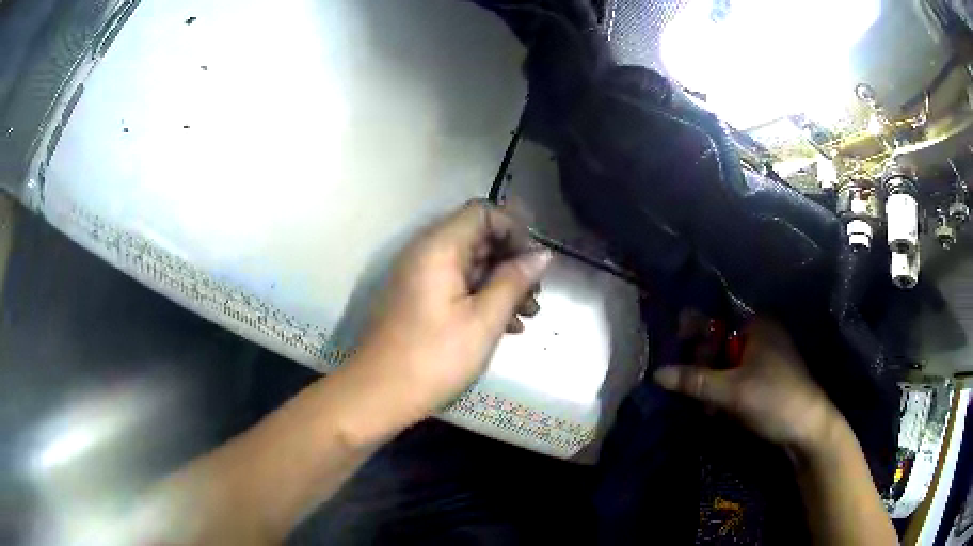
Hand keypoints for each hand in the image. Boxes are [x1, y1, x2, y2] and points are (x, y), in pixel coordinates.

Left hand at [353, 200, 551, 419]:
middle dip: (512, 261)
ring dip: (502, 283)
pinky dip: (483, 298)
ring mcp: (420, 277)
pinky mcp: (419, 300)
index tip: (535, 262)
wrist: (377, 394)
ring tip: (528, 315)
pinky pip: (457, 286)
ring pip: (471, 264)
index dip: (514, 228)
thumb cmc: (433, 358)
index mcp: (439, 247)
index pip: (482, 212)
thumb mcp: (483, 321)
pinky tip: (507, 327)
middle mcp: (426, 253)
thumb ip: (514, 281)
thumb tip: (542, 255)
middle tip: (536, 294)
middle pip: (478, 237)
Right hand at [653, 319, 839, 453]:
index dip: (693, 334)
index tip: (675, 353)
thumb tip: (658, 373)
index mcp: (756, 325)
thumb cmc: (774, 399)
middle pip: (718, 344)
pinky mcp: (765, 379)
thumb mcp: (733, 391)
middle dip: (703, 368)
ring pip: (726, 365)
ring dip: (712, 385)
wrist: (807, 429)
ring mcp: (764, 358)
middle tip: (694, 392)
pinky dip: (724, 392)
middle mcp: (760, 335)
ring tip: (707, 408)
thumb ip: (695, 380)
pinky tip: (719, 411)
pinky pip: (736, 378)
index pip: (715, 320)